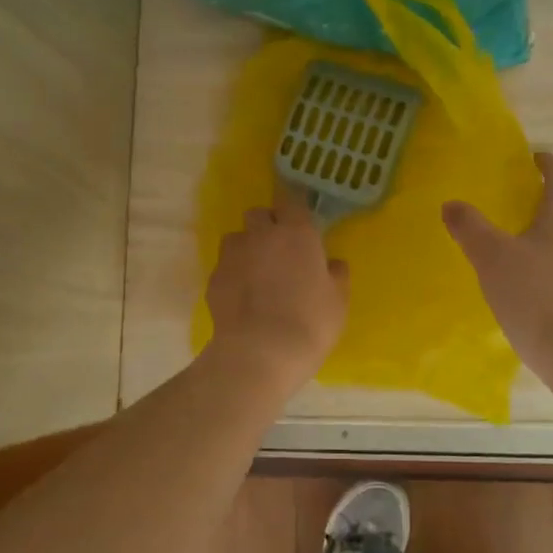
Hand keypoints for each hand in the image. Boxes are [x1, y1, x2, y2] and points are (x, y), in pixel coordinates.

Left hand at [205, 183, 349, 386]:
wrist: (260, 353)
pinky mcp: (214, 278)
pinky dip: (233, 275)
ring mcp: (233, 255)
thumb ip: (336, 275)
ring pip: (237, 237)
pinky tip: (242, 297)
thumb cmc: (310, 323)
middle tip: (279, 247)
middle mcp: (261, 235)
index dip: (294, 205)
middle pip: (258, 213)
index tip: (299, 215)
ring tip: (256, 272)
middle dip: (267, 224)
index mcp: (297, 233)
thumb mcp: (338, 300)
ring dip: (246, 246)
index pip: (292, 199)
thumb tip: (332, 263)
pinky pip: (224, 267)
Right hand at [443, 152, 552, 369]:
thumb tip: (452, 204)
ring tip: (515, 238)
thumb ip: (469, 227)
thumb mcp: (491, 256)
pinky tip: (526, 276)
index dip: (546, 163)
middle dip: (543, 197)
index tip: (530, 158)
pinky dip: (549, 257)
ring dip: (546, 229)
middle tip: (513, 199)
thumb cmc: (534, 294)